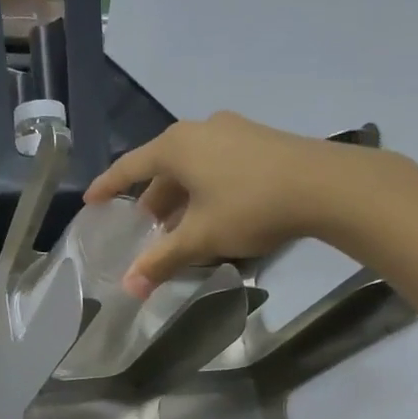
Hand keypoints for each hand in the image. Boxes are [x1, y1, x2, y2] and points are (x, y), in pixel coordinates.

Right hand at [86, 111, 373, 298]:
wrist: (326, 185)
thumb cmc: (250, 206)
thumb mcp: (201, 237)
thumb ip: (162, 260)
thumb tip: (130, 288)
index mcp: (176, 146)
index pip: (129, 167)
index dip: (107, 187)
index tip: (91, 201)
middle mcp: (200, 130)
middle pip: (162, 167)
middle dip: (151, 200)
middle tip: (144, 229)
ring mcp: (232, 131)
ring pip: (192, 167)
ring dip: (180, 197)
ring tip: (178, 229)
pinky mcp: (259, 140)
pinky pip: (217, 164)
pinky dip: (204, 189)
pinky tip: (213, 214)